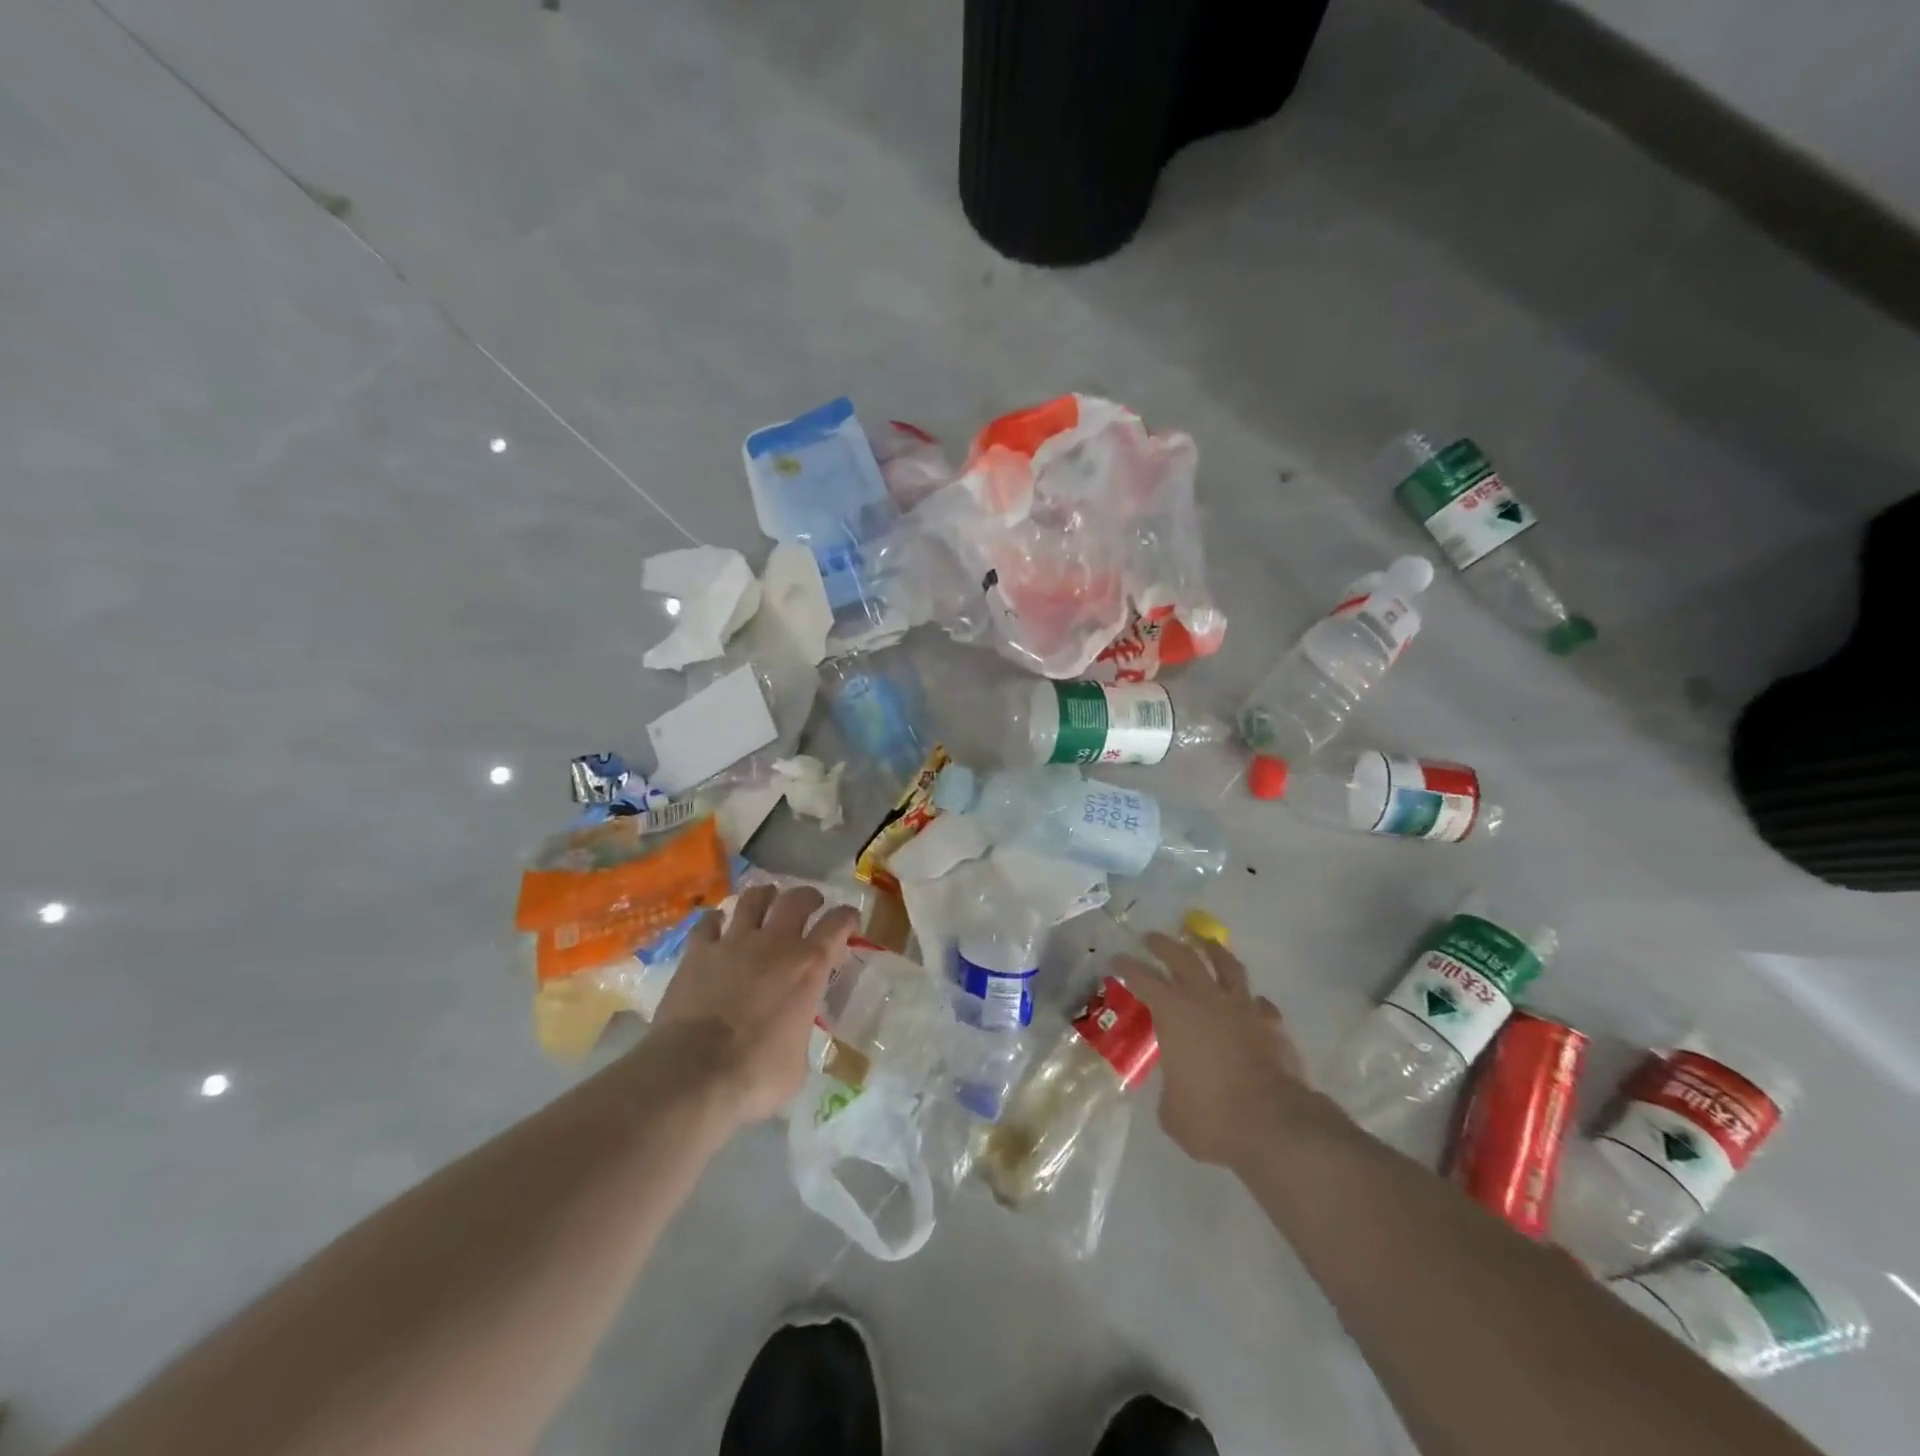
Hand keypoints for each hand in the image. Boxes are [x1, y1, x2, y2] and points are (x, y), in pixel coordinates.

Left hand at [652, 884, 861, 1123]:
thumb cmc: (755, 1075)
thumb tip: (792, 1035)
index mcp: (808, 967)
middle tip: (810, 903)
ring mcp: (733, 943)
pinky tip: (717, 924)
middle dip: (808, 897)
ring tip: (767, 899)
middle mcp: (775, 943)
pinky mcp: (697, 953)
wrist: (692, 1074)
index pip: (837, 924)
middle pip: (797, 899)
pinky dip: (716, 920)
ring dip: (764, 896)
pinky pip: (707, 922)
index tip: (849, 920)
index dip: (847, 917)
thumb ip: (799, 1034)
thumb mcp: (797, 1063)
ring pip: (753, 899)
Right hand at [1118, 932, 1308, 1167]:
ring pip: (1227, 966)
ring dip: (1214, 952)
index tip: (1117, 959)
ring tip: (1207, 944)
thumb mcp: (1171, 1109)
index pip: (1143, 977)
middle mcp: (1206, 999)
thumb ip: (1171, 1086)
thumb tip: (1178, 1085)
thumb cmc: (1210, 1116)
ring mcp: (1243, 1008)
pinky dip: (1250, 1001)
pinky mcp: (1272, 1025)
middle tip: (1151, 938)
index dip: (1127, 966)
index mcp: (1173, 1012)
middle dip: (1163, 944)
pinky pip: (1259, 1003)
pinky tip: (1249, 1005)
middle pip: (1182, 957)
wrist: (1273, 1124)